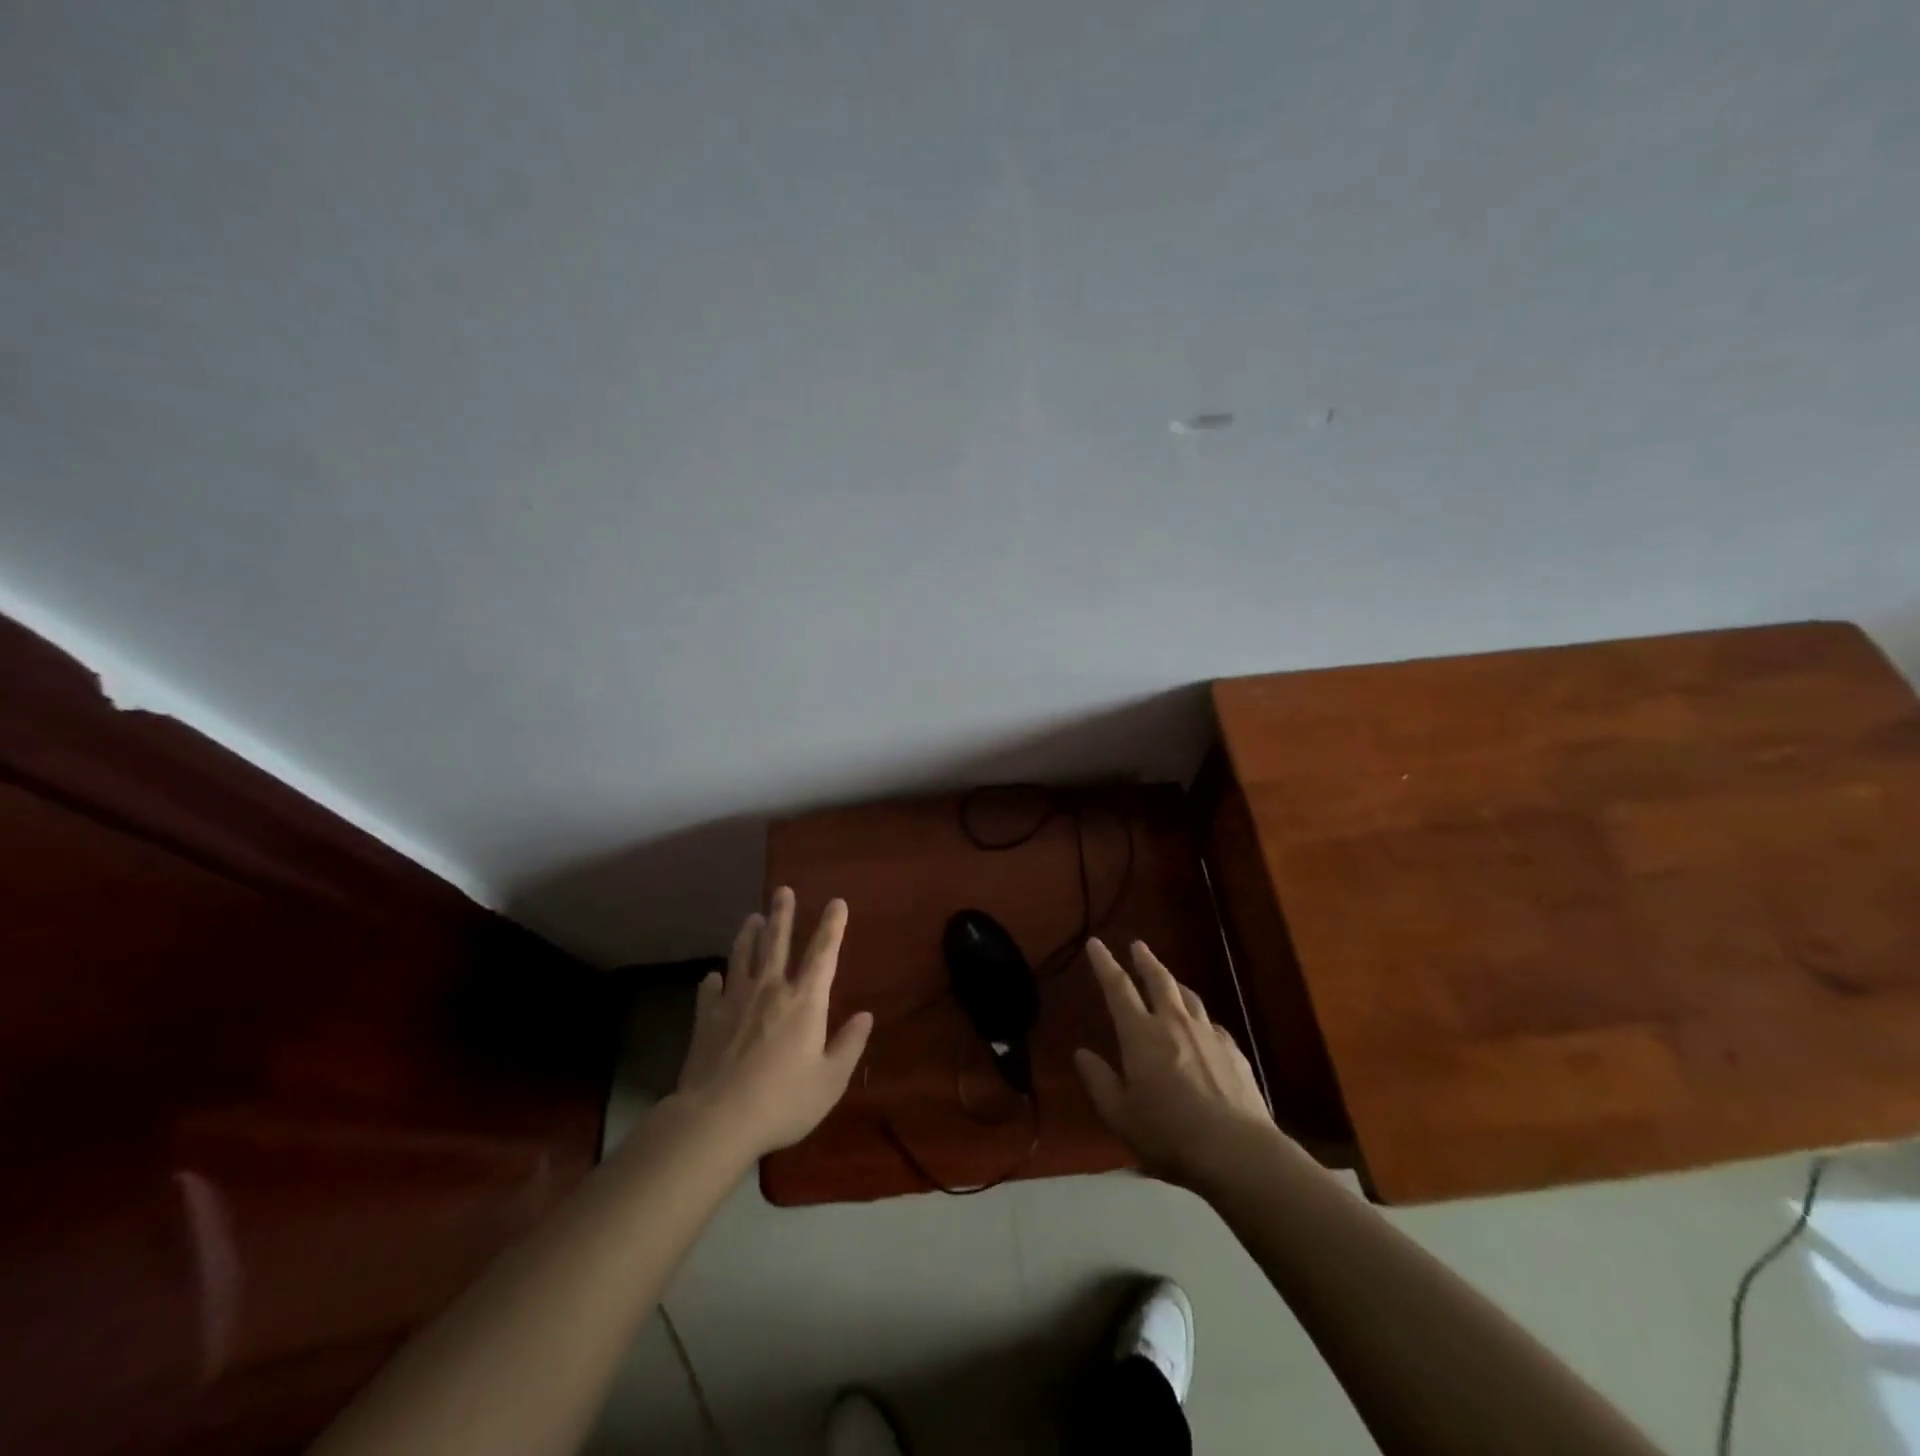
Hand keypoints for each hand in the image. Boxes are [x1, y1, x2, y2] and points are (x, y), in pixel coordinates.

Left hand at [672, 888, 873, 1159]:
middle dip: (783, 914)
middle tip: (783, 890)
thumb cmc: (782, 1101)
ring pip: (742, 956)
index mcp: (805, 1000)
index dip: (832, 926)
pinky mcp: (706, 1018)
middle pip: (776, 941)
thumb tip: (865, 1016)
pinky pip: (710, 990)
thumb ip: (849, 1045)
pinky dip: (714, 980)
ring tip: (751, 918)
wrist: (716, 1118)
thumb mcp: (829, 1081)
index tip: (836, 902)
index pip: (823, 953)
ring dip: (748, 935)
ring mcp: (734, 1000)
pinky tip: (713, 976)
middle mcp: (770, 989)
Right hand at [1074, 937, 1277, 1186]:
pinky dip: (1201, 1020)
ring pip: (1189, 997)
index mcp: (1141, 1034)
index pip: (1118, 987)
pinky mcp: (1235, 1052)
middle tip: (1137, 945)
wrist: (1237, 1151)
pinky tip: (1203, 1029)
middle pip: (1159, 980)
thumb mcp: (1120, 1115)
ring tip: (1169, 980)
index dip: (1104, 963)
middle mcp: (1174, 1023)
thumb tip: (1081, 1054)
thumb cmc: (1168, 1134)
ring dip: (1175, 984)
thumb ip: (1099, 1081)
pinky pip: (1213, 1025)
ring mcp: (1209, 1035)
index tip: (1095, 943)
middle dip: (1145, 960)